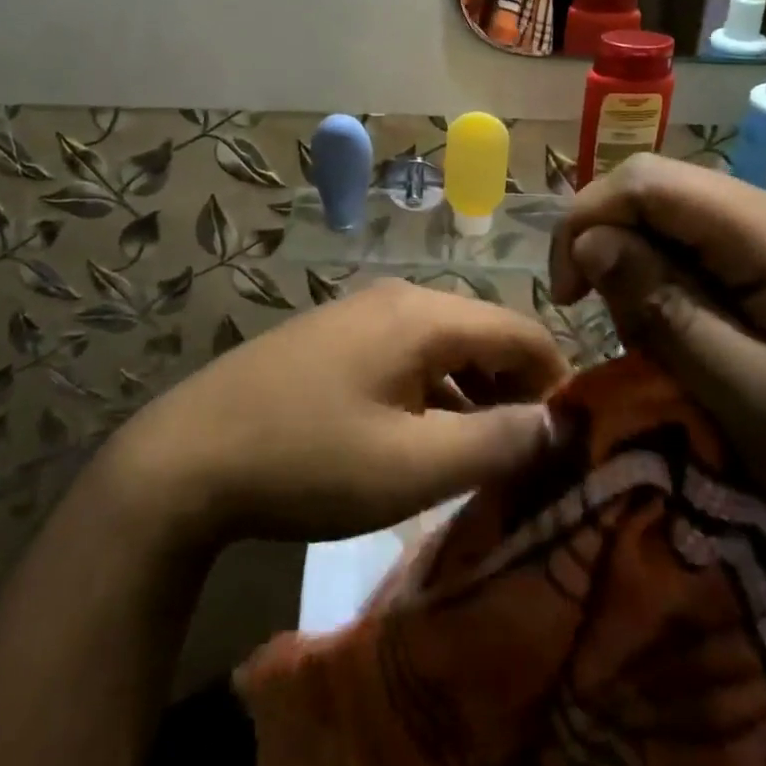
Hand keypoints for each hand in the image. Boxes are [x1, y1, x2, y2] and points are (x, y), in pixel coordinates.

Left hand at [99, 281, 566, 549]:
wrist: (188, 457)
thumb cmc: (309, 460)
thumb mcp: (413, 466)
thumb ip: (497, 442)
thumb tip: (558, 424)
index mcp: (422, 315)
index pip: (522, 330)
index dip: (559, 382)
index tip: (577, 441)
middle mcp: (396, 300)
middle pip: (484, 334)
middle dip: (517, 390)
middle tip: (535, 458)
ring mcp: (360, 316)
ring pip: (445, 348)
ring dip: (476, 395)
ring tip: (491, 458)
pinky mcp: (335, 341)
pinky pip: (408, 358)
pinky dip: (435, 395)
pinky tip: (431, 441)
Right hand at [549, 156, 765, 616]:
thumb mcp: (753, 399)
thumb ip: (665, 310)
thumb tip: (592, 239)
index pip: (646, 181)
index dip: (586, 221)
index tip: (567, 297)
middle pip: (666, 197)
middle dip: (618, 254)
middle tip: (624, 338)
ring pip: (689, 228)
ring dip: (653, 280)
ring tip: (669, 356)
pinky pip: (723, 257)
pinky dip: (689, 294)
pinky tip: (708, 350)